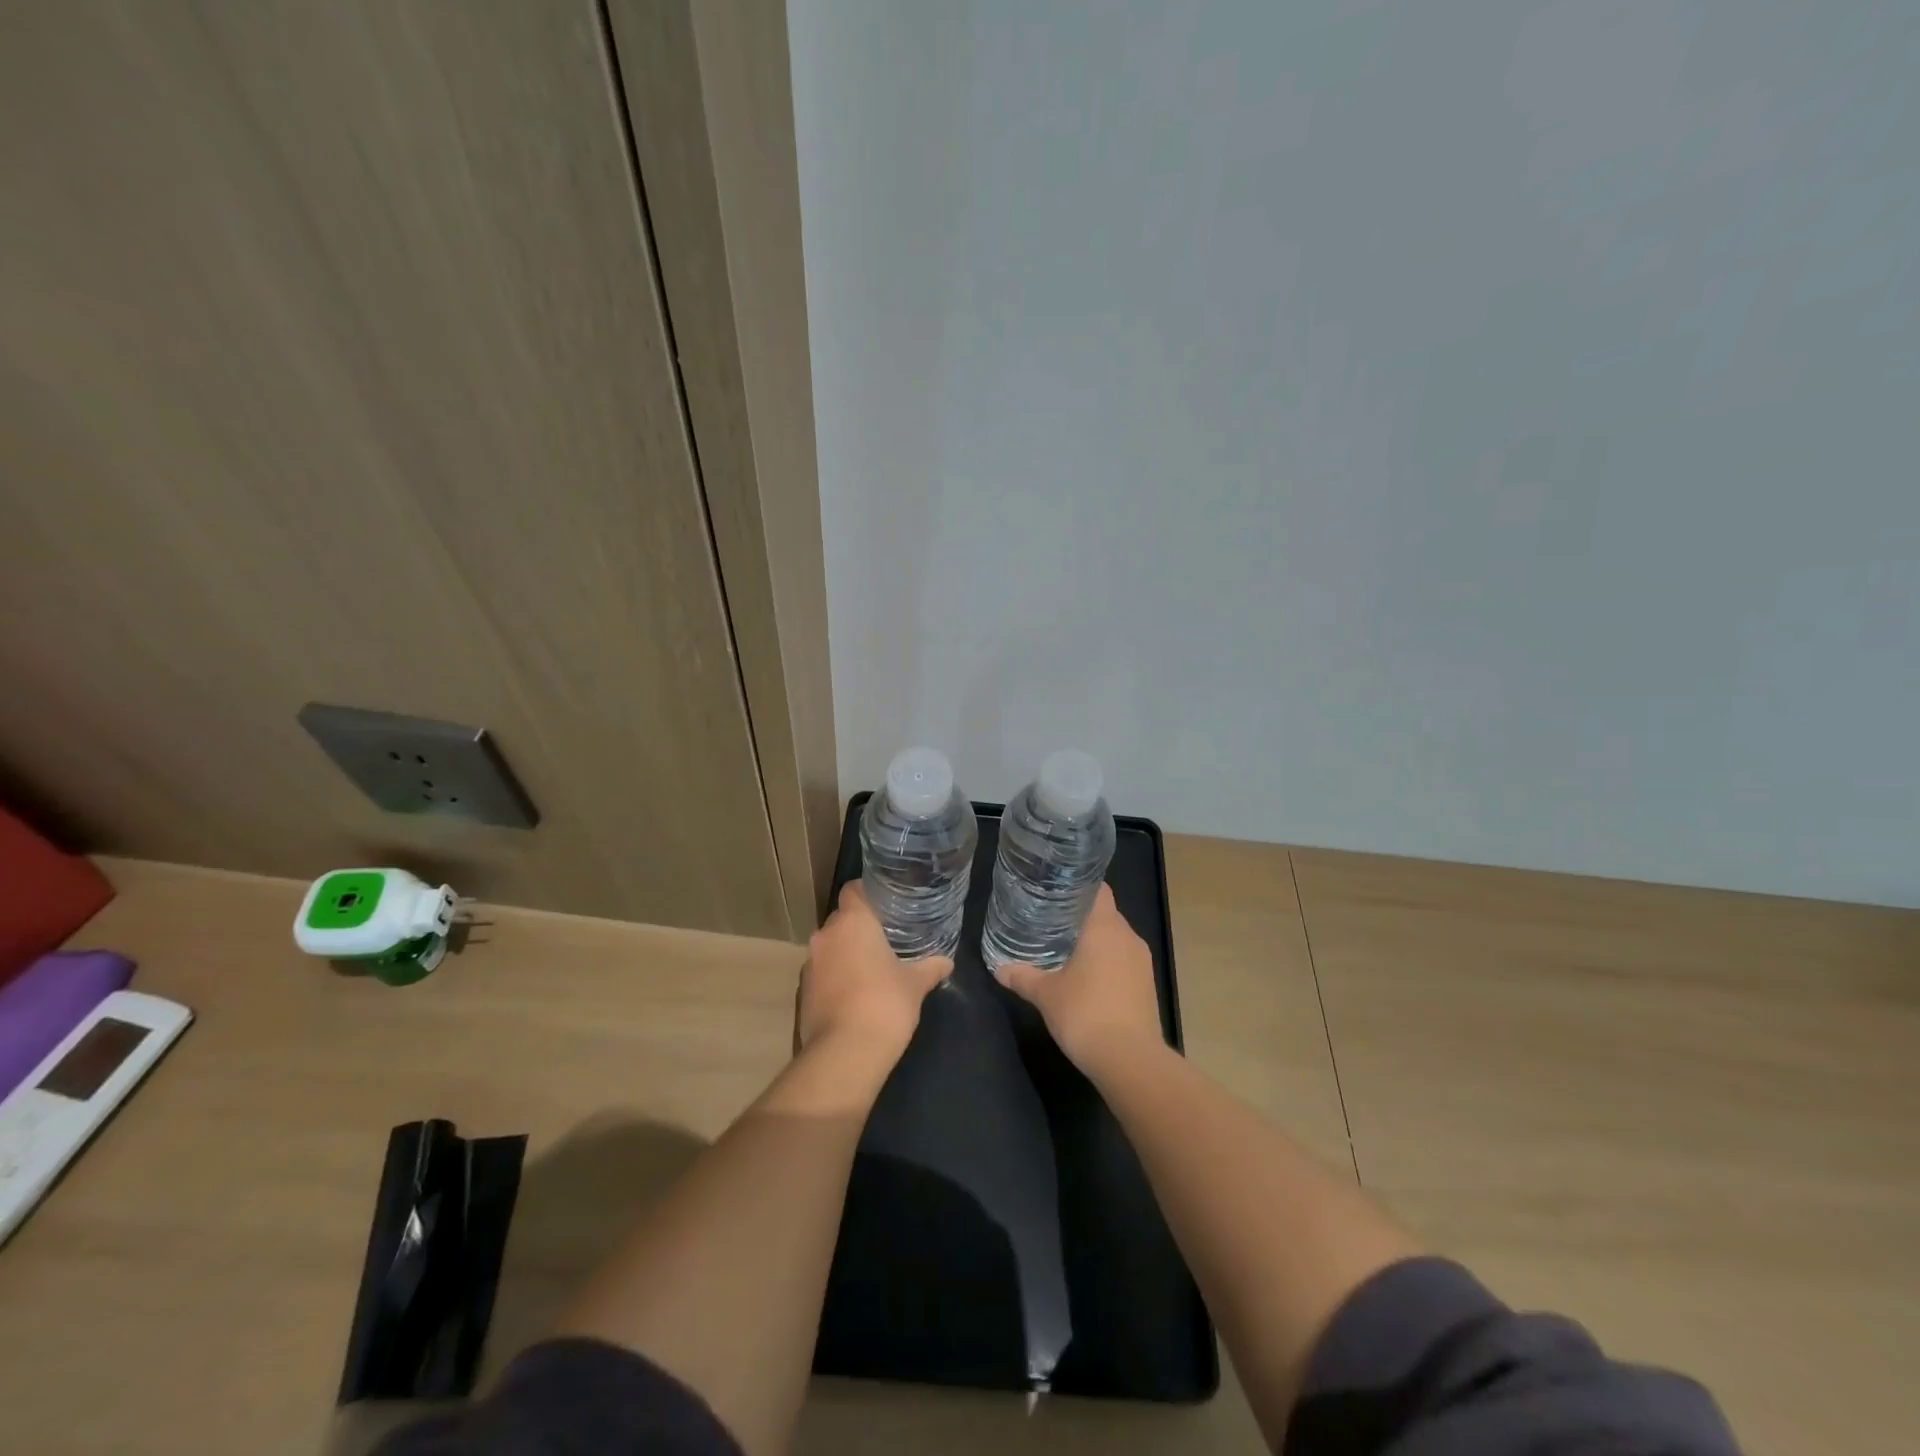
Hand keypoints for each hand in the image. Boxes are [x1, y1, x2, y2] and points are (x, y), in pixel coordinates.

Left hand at [797, 882, 950, 1064]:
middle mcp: (825, 935)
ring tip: (871, 968)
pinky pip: (822, 973)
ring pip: (830, 947)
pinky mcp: (802, 992)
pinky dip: (836, 978)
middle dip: (860, 927)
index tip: (886, 903)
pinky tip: (855, 994)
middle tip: (886, 937)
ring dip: (846, 954)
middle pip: (841, 919)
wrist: (845, 1054)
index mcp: (852, 921)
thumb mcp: (915, 984)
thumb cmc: (885, 1004)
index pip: (853, 889)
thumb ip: (931, 967)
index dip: (868, 892)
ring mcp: (809, 964)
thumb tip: (947, 962)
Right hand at [993, 884, 1163, 1078]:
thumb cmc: (1085, 1013)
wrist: (1130, 1060)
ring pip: (1116, 940)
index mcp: (1105, 927)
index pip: (1098, 890)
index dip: (1078, 887)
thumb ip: (1022, 977)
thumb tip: (999, 968)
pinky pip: (1124, 963)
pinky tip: (1087, 980)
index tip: (1056, 890)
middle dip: (1081, 917)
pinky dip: (1107, 965)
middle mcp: (1128, 937)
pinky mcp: (1147, 987)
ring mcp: (1142, 963)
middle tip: (1051, 921)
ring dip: (1095, 944)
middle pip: (1105, 915)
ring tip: (1065, 950)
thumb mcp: (1045, 994)